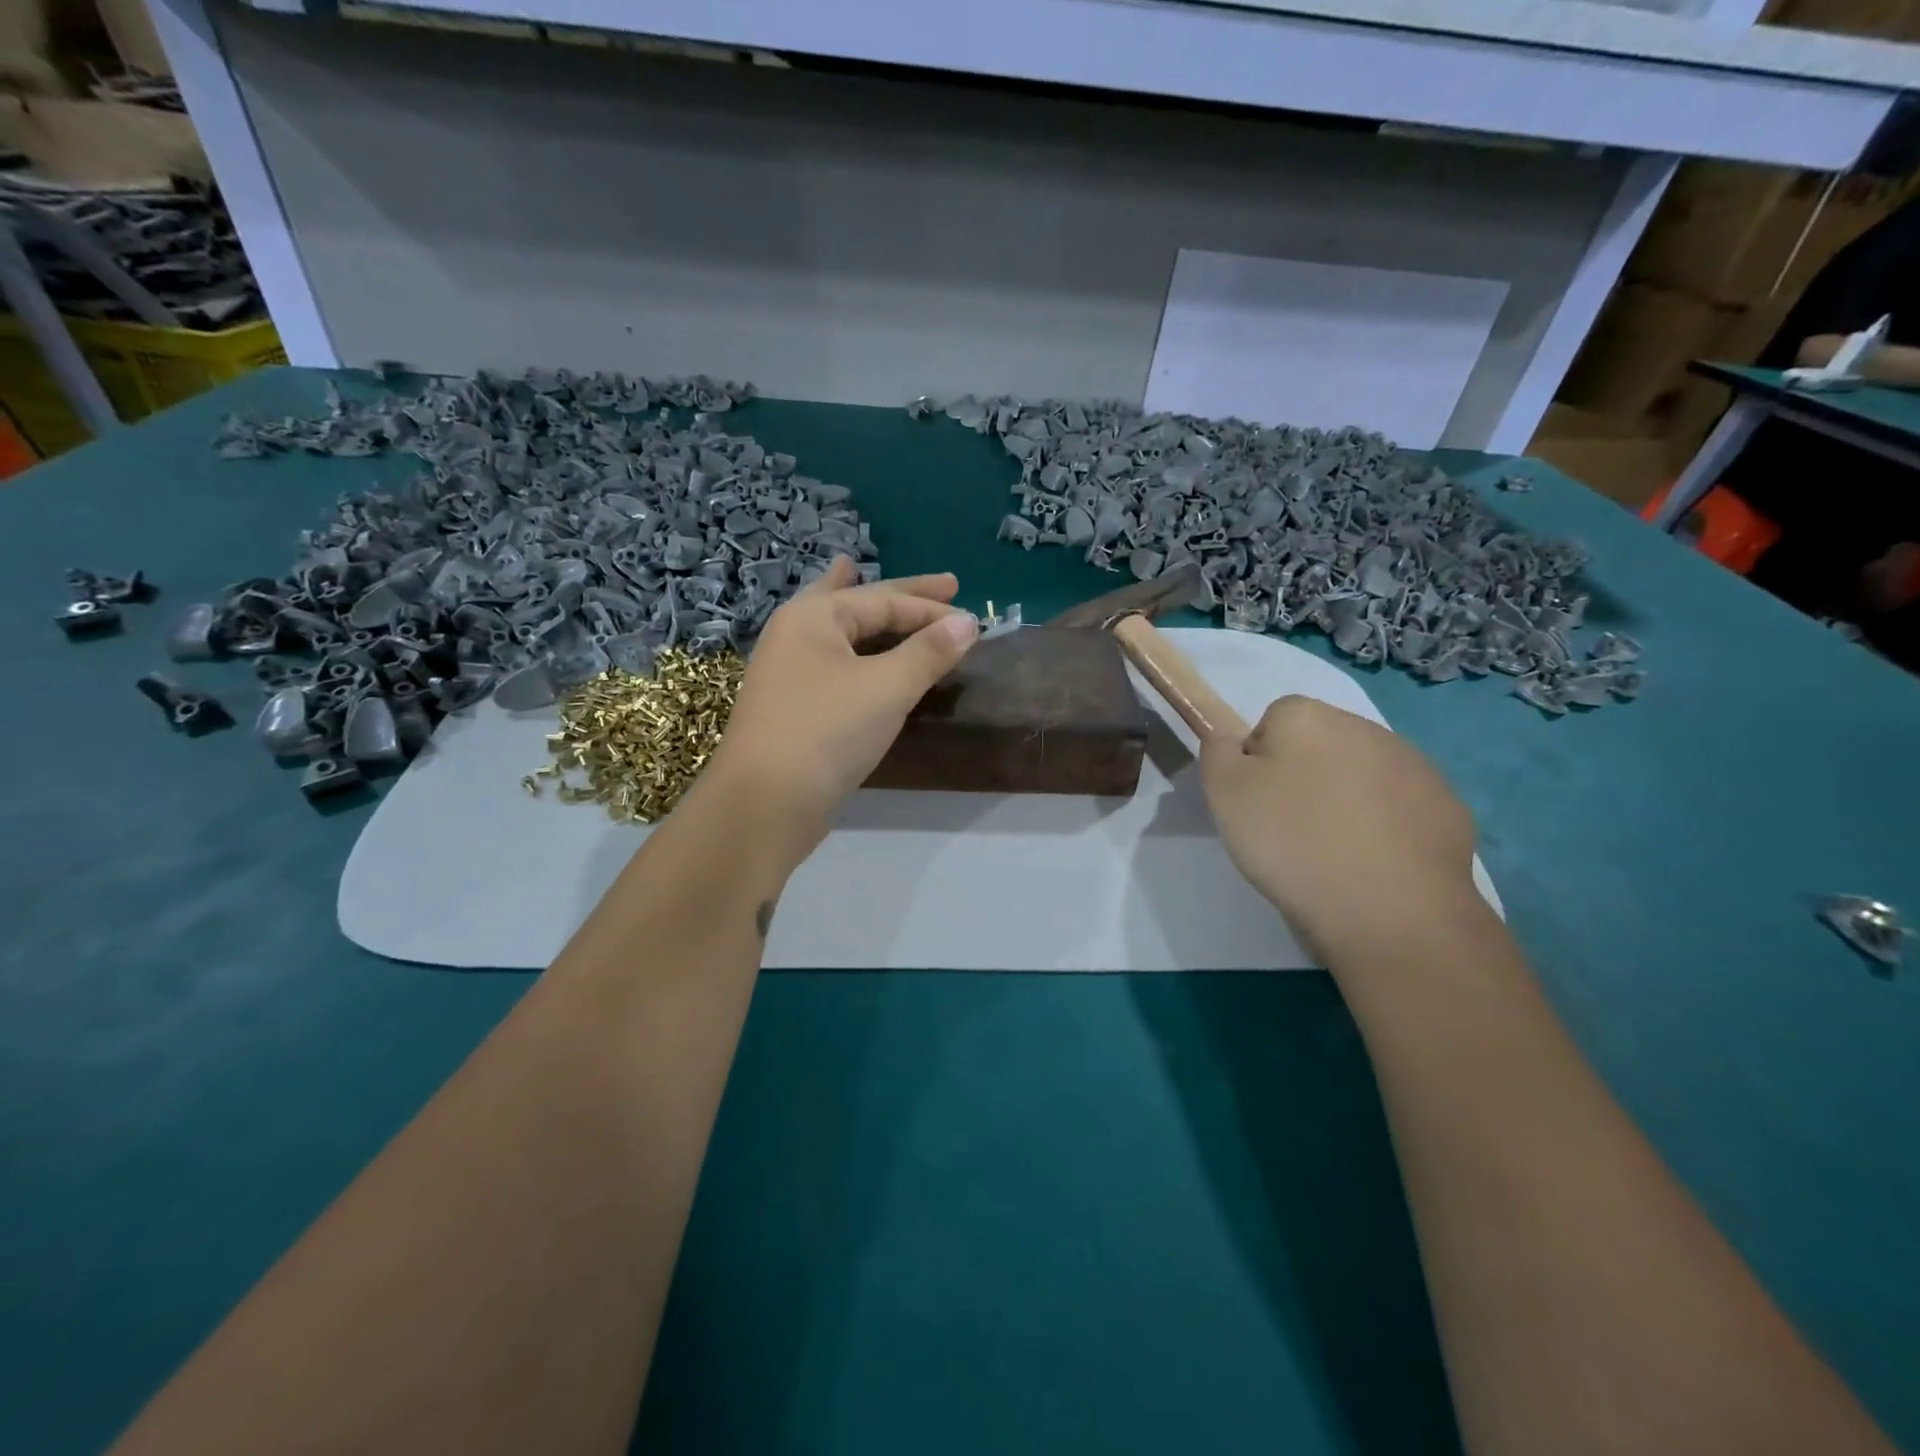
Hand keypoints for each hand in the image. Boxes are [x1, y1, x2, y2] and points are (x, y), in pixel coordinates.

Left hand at [706, 557, 977, 860]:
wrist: (765, 802)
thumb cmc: (827, 731)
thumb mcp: (887, 687)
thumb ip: (929, 652)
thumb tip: (967, 622)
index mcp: (813, 617)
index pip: (885, 600)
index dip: (932, 608)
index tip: (975, 617)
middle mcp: (796, 634)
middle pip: (858, 602)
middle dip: (904, 595)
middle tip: (947, 582)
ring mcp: (789, 671)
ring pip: (838, 630)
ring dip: (866, 614)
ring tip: (862, 576)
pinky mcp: (793, 706)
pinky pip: (835, 662)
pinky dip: (856, 650)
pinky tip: (858, 653)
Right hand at [1199, 696, 1479, 959]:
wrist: (1390, 910)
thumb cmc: (1293, 842)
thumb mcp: (1225, 793)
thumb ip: (1218, 751)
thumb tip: (1233, 741)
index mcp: (1308, 717)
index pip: (1270, 724)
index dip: (1258, 764)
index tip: (1258, 805)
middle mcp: (1364, 727)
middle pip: (1318, 746)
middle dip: (1304, 778)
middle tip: (1291, 830)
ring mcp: (1414, 765)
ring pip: (1361, 775)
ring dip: (1345, 800)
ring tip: (1334, 852)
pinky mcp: (1447, 806)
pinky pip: (1400, 807)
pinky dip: (1385, 827)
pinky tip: (1374, 863)